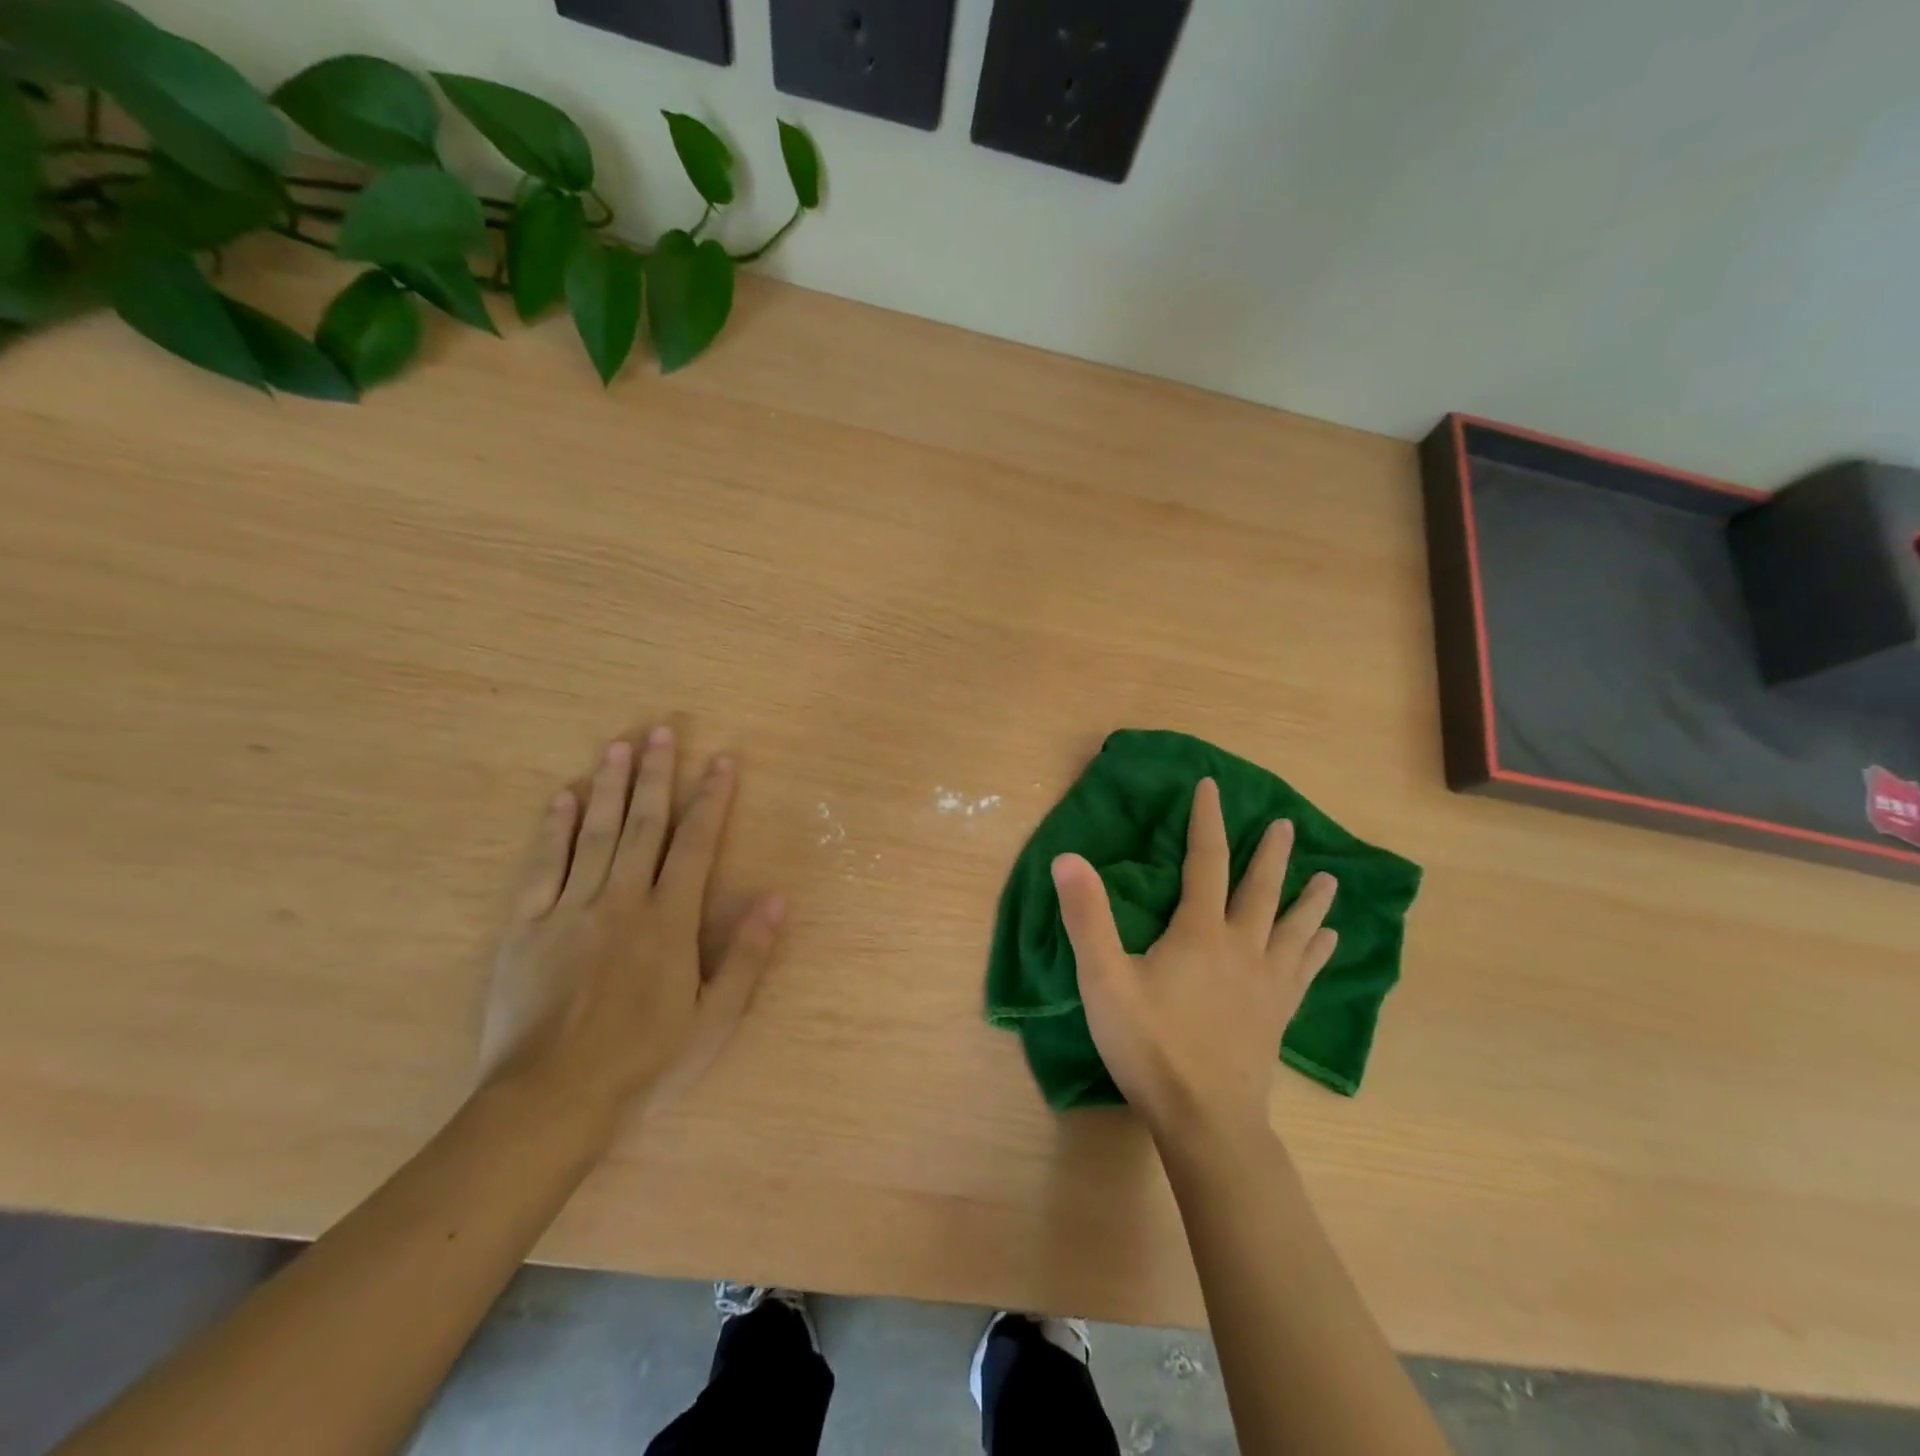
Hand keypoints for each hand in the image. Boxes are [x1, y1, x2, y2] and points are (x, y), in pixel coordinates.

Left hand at [477, 724, 785, 1133]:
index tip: (721, 761)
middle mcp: (622, 900)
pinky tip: (562, 799)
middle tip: (662, 730)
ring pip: (594, 834)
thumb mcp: (713, 1019)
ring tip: (618, 745)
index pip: (696, 845)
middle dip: (657, 775)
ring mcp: (570, 910)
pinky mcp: (526, 928)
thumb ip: (746, 955)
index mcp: (670, 921)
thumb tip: (777, 898)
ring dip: (609, 786)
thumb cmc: (644, 1062)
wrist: (550, 1101)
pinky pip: (540, 868)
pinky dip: (553, 830)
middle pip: (644, 825)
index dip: (712, 799)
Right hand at [1053, 778, 1337, 1141]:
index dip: (1206, 821)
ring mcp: (1267, 981)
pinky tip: (1329, 941)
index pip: (1205, 861)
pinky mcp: (1278, 1013)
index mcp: (1199, 931)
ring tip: (1330, 877)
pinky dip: (1318, 949)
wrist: (1206, 1119)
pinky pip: (1304, 970)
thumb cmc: (1150, 1045)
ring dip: (1310, 898)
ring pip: (1294, 927)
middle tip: (1286, 824)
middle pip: (1260, 888)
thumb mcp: (1105, 980)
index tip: (1211, 787)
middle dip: (1271, 853)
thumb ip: (1087, 917)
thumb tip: (1068, 857)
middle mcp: (1242, 946)